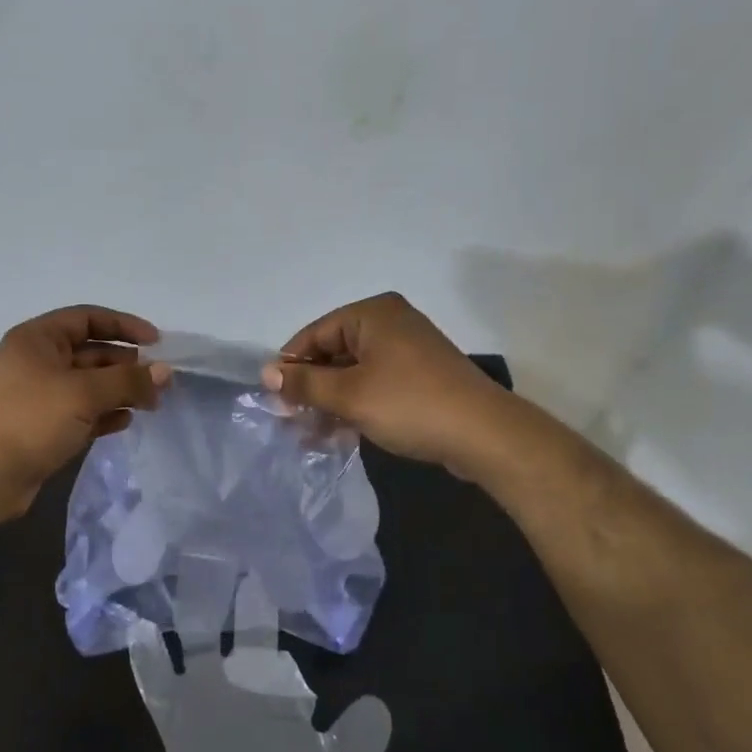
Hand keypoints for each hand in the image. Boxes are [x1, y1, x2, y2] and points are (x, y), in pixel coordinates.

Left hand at [0, 305, 171, 517]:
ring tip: (151, 403)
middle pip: (91, 352)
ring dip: (120, 391)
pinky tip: (126, 421)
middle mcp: (37, 361)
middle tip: (160, 380)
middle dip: (127, 364)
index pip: (88, 318)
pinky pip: (82, 412)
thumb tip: (165, 372)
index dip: (124, 326)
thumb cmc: (32, 419)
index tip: (157, 342)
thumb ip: (128, 380)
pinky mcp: (44, 426)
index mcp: (38, 339)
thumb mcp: (85, 393)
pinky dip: (104, 414)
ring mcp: (40, 396)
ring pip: (89, 385)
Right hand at [262, 292, 504, 475]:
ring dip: (330, 402)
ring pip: (353, 372)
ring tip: (311, 436)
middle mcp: (390, 323)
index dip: (291, 366)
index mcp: (372, 314)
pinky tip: (339, 434)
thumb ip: (305, 383)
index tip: (275, 399)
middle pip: (333, 352)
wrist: (484, 434)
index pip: (315, 334)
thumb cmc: (409, 404)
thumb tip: (268, 373)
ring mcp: (408, 350)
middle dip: (311, 388)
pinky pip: (375, 384)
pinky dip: (355, 405)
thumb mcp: (349, 395)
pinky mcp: (420, 376)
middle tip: (291, 421)